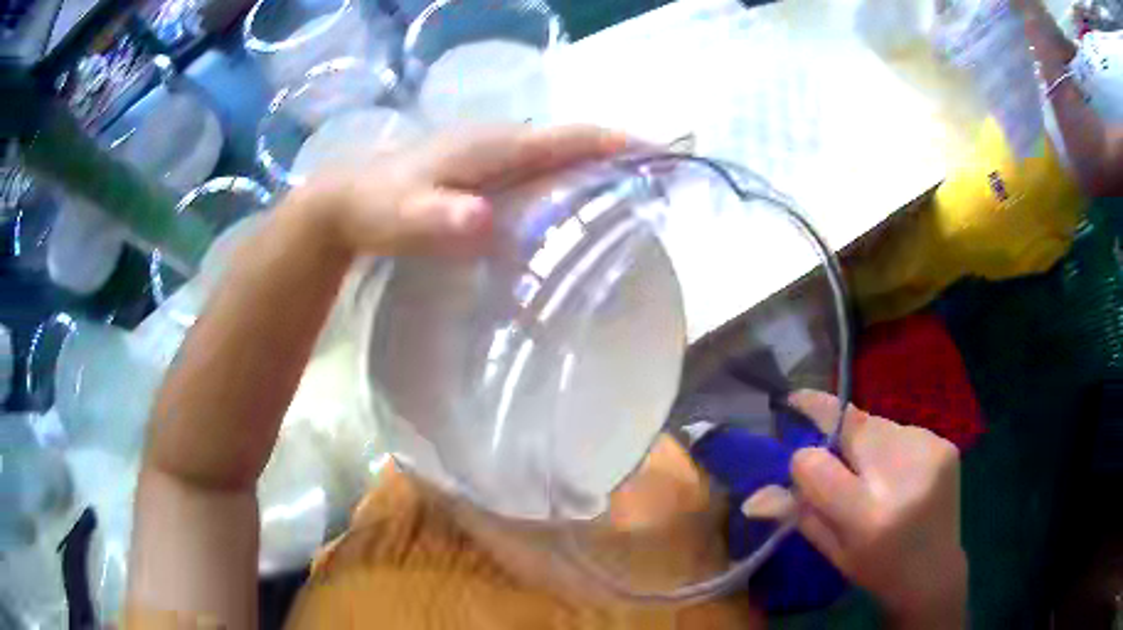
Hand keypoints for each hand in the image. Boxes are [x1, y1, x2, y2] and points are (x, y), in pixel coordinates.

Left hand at [287, 125, 627, 257]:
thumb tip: (485, 223)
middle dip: (617, 155)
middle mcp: (499, 142)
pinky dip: (564, 180)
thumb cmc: (377, 208)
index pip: (568, 138)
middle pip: (571, 143)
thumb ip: (437, 220)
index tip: (663, 154)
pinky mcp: (481, 169)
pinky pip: (536, 169)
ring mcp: (490, 154)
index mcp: (493, 147)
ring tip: (630, 198)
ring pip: (555, 155)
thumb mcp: (402, 218)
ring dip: (594, 167)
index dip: (616, 143)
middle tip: (658, 184)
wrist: (345, 200)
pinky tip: (570, 208)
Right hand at [787, 391, 965, 627]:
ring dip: (863, 440)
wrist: (933, 570)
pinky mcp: (946, 444)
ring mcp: (931, 454)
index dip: (801, 460)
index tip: (795, 457)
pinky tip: (895, 471)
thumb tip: (751, 497)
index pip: (816, 465)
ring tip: (869, 472)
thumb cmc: (876, 568)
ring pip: (877, 424)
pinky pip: (901, 429)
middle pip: (852, 428)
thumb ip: (797, 515)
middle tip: (828, 450)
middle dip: (833, 432)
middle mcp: (903, 478)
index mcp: (869, 518)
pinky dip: (889, 444)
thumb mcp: (831, 551)